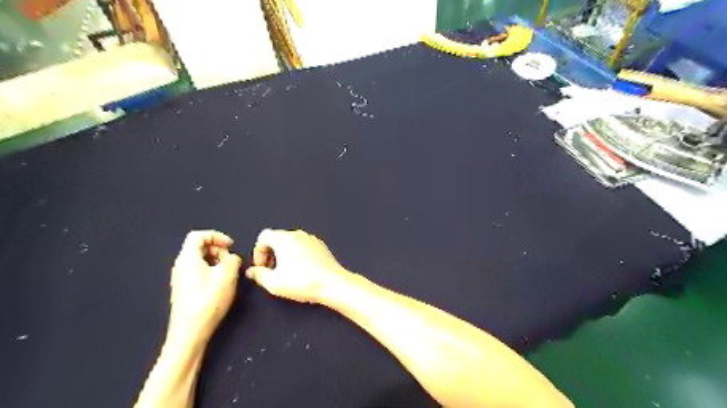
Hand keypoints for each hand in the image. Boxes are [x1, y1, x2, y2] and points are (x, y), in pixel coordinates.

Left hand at [170, 231, 241, 342]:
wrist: (190, 332)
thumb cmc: (208, 301)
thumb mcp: (227, 275)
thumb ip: (233, 259)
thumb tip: (232, 258)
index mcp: (188, 259)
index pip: (198, 235)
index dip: (217, 236)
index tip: (231, 245)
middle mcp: (181, 266)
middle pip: (199, 247)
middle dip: (218, 249)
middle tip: (231, 260)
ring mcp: (181, 278)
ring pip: (200, 260)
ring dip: (217, 261)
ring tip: (229, 273)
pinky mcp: (184, 289)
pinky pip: (198, 271)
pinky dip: (211, 271)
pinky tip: (221, 285)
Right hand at [247, 229, 351, 302]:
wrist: (333, 284)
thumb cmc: (304, 282)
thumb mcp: (274, 283)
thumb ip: (258, 275)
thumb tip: (252, 272)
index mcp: (285, 239)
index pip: (264, 236)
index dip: (258, 252)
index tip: (261, 267)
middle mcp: (298, 235)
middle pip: (277, 238)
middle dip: (270, 254)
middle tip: (271, 271)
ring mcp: (312, 239)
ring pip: (291, 243)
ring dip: (284, 255)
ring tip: (286, 273)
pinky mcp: (321, 247)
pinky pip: (303, 247)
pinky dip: (298, 255)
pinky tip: (301, 271)